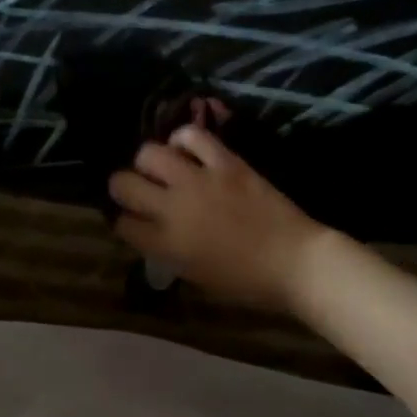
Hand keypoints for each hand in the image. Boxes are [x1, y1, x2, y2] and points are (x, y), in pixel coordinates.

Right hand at [108, 126, 326, 311]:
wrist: (295, 262)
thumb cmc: (246, 281)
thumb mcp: (195, 275)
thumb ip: (166, 250)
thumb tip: (151, 229)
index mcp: (165, 244)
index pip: (122, 223)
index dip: (123, 221)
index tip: (131, 220)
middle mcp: (173, 208)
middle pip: (123, 183)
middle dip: (121, 186)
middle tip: (135, 189)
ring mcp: (198, 181)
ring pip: (149, 153)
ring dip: (148, 161)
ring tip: (160, 166)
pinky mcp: (225, 162)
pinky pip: (193, 135)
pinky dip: (183, 138)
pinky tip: (186, 149)